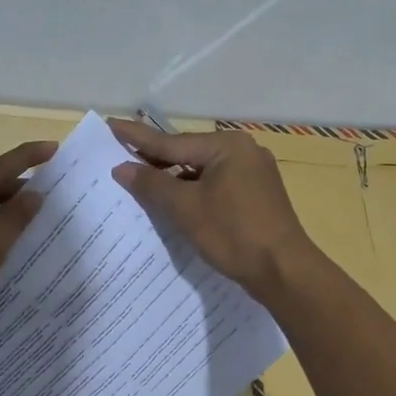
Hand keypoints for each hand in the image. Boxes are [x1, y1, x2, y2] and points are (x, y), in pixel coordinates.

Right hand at [107, 119, 321, 299]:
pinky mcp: (256, 196)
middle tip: (119, 153)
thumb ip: (152, 185)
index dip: (136, 137)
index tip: (110, 124)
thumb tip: (122, 168)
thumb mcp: (185, 208)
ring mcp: (252, 174)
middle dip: (154, 159)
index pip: (170, 141)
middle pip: (186, 154)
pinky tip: (173, 201)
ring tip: (139, 180)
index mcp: (226, 146)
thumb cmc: (233, 233)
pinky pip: (214, 185)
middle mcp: (242, 152)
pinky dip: (192, 191)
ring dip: (172, 179)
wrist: (284, 271)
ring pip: (200, 171)